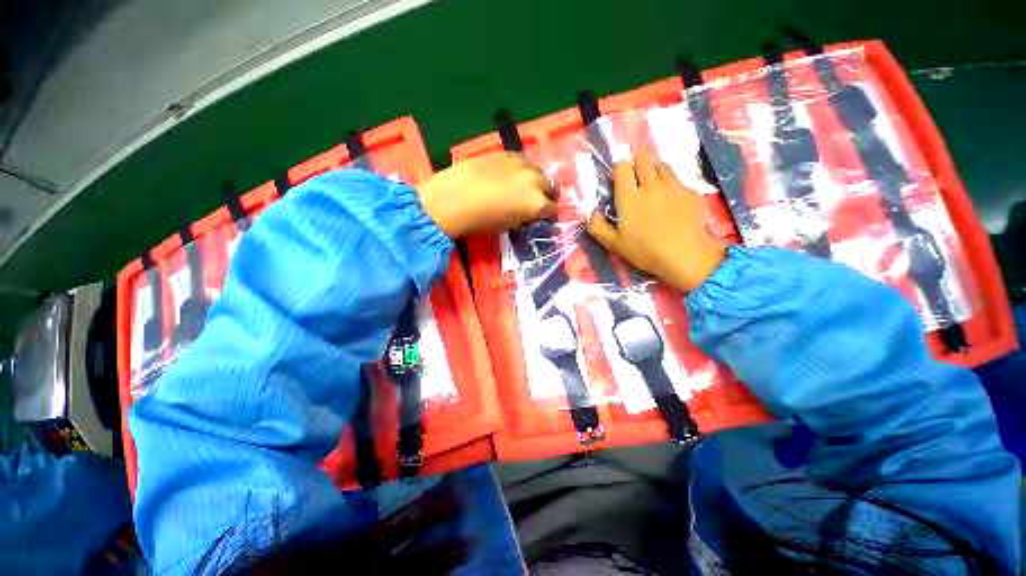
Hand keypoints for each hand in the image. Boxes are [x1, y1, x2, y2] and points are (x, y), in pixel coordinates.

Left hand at [417, 153, 555, 237]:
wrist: (455, 197)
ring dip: (536, 179)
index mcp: (537, 204)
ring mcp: (521, 164)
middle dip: (548, 194)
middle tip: (540, 201)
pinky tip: (511, 175)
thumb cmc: (481, 221)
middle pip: (551, 186)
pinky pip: (521, 161)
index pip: (553, 209)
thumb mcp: (508, 226)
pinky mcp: (506, 154)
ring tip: (525, 186)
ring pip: (538, 170)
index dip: (549, 214)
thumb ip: (523, 218)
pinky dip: (521, 169)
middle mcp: (535, 181)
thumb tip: (526, 214)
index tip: (544, 217)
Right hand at [586, 151, 725, 292]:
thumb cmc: (645, 251)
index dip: (618, 170)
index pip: (622, 167)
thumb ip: (597, 227)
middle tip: (635, 178)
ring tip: (653, 187)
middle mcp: (651, 185)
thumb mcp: (614, 244)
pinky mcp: (691, 192)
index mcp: (629, 197)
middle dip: (636, 162)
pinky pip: (677, 180)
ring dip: (654, 171)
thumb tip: (594, 212)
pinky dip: (671, 186)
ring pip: (662, 165)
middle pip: (643, 158)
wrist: (686, 256)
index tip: (618, 182)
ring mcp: (673, 186)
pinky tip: (671, 203)